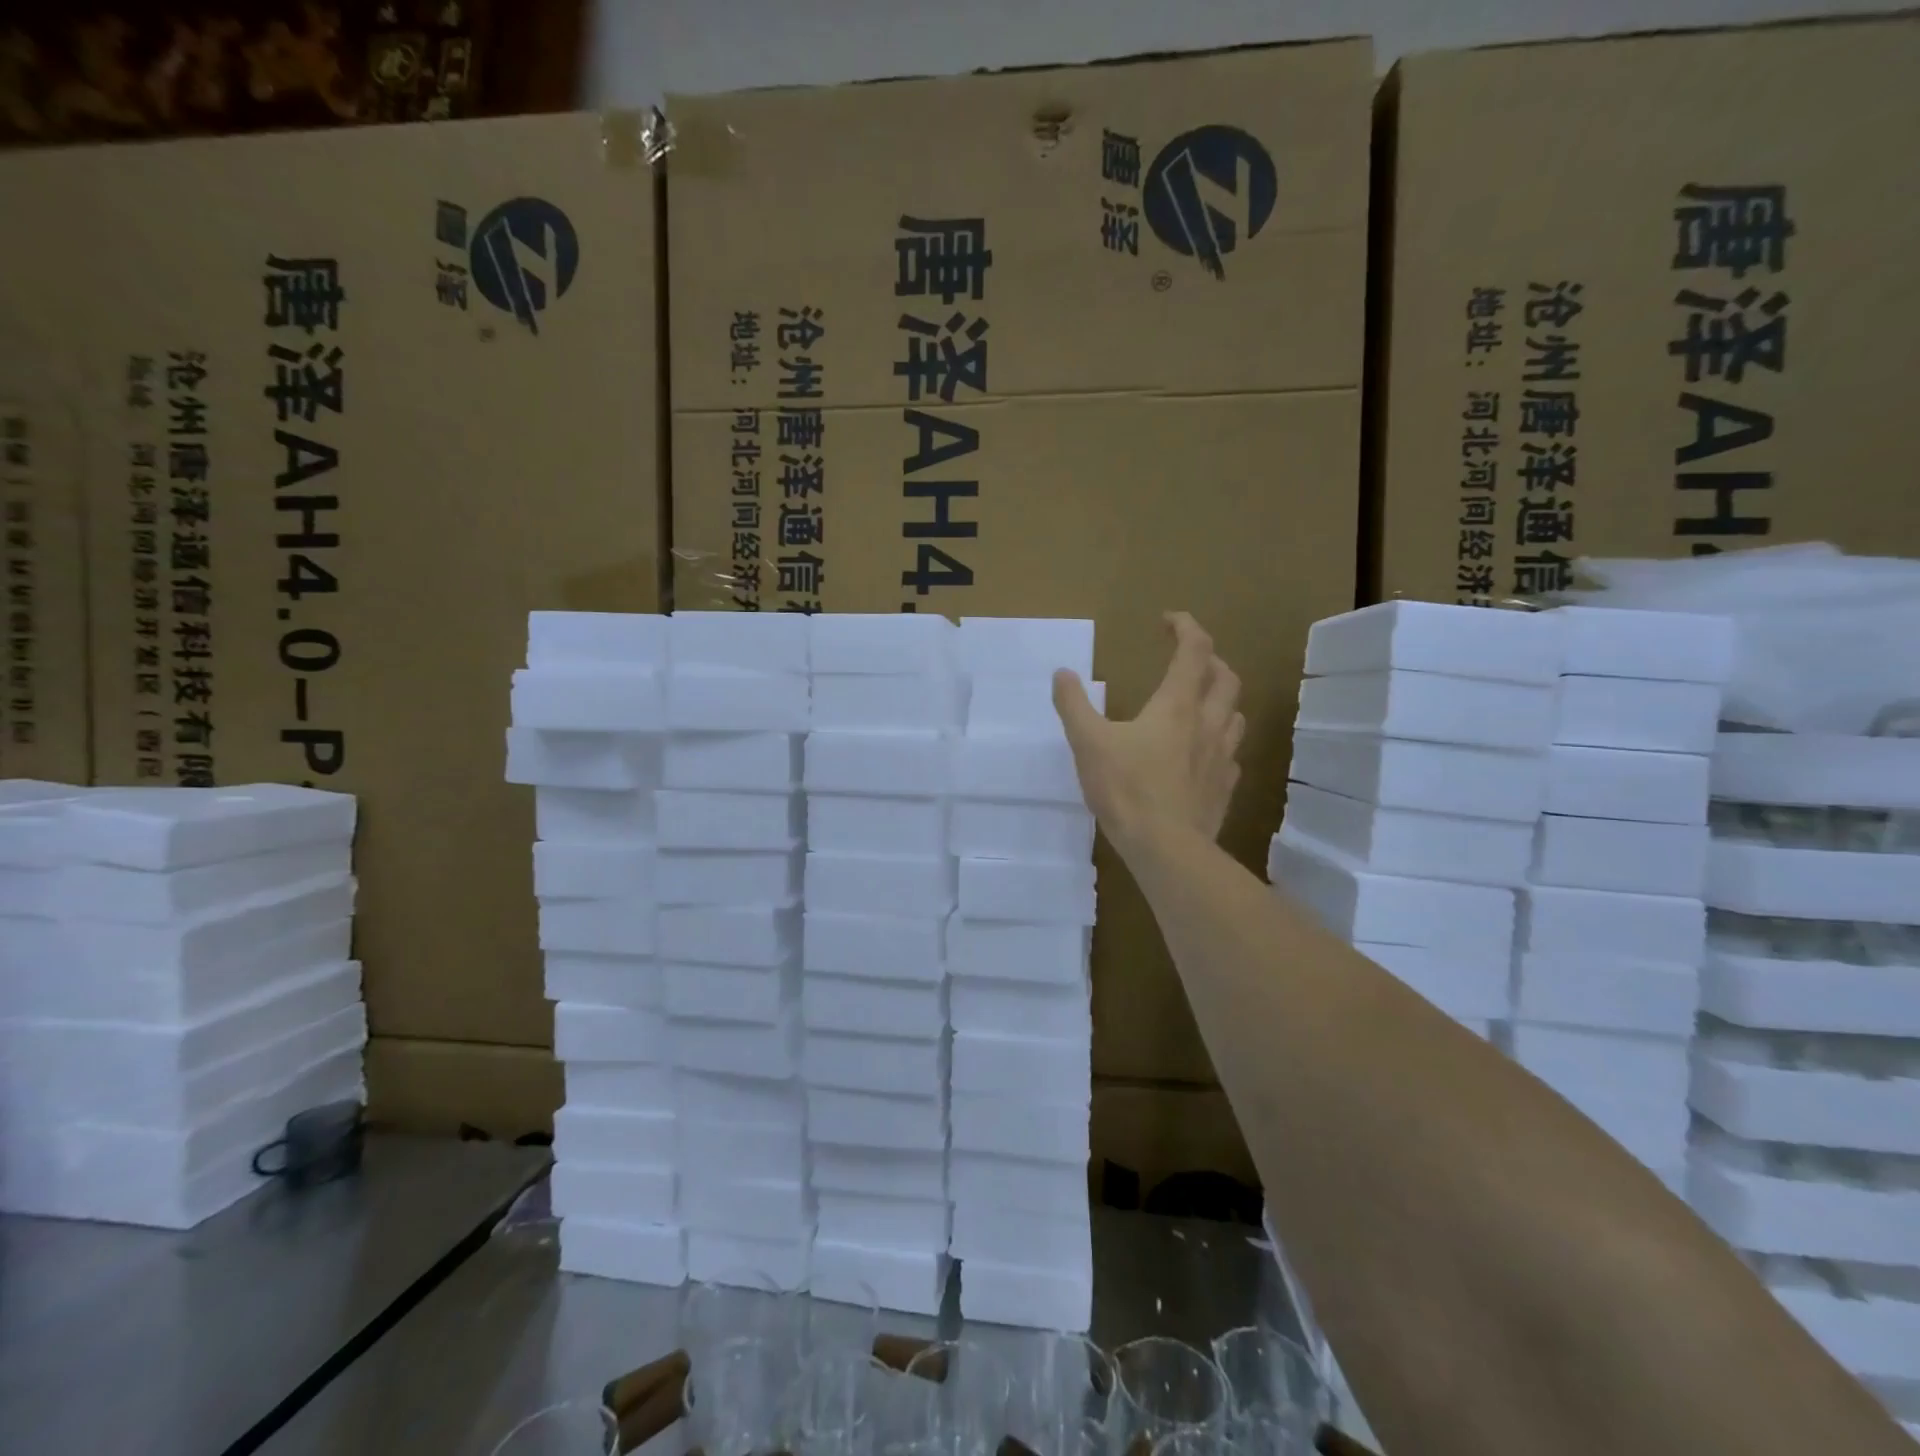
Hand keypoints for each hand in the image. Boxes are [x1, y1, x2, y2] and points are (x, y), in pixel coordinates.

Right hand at [1053, 612, 1244, 856]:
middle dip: (1209, 660)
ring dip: (1220, 700)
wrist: (1166, 848)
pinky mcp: (1224, 788)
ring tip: (1200, 704)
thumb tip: (1062, 673)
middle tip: (1187, 661)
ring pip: (1235, 715)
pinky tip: (1202, 756)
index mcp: (1177, 705)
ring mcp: (1222, 757)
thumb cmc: (1126, 789)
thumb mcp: (1088, 743)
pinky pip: (1230, 755)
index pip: (1194, 650)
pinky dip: (1218, 742)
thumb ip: (1074, 705)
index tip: (1167, 621)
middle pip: (1225, 677)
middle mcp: (1208, 723)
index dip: (1185, 627)